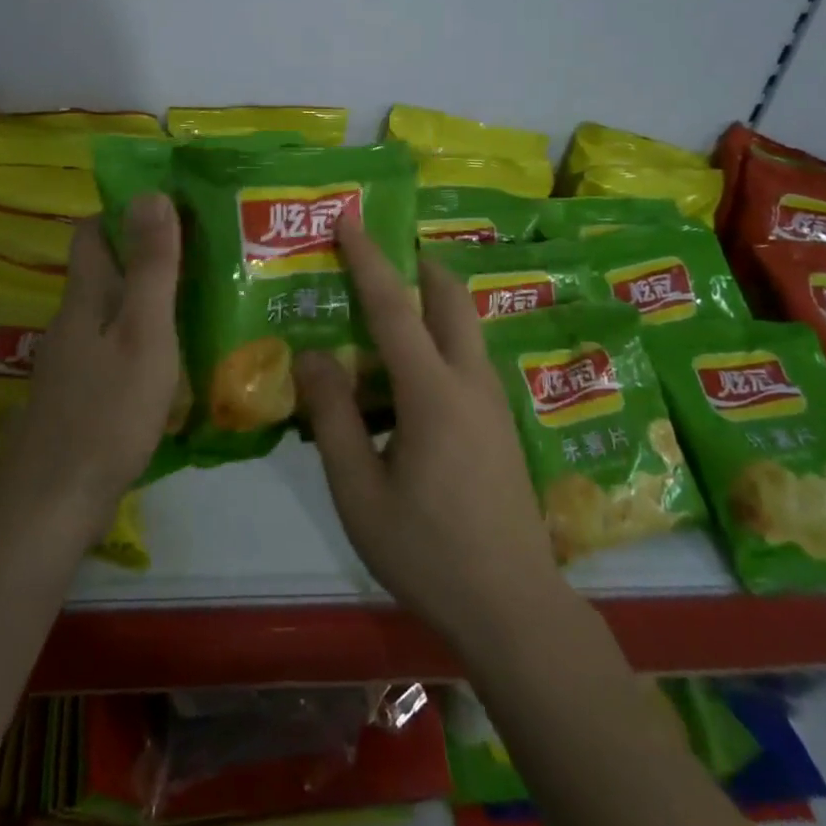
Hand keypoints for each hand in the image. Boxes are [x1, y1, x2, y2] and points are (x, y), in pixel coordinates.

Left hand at [0, 196, 181, 530]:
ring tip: (201, 296)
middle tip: (203, 249)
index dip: (125, 210)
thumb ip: (151, 267)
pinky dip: (142, 337)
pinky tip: (173, 356)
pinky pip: (113, 347)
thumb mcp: (143, 332)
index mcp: (86, 296)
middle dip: (145, 253)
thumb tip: (151, 192)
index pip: (93, 231)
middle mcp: (73, 320)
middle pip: (104, 270)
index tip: (173, 203)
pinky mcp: (79, 395)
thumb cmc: (107, 411)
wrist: (52, 503)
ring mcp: (72, 361)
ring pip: (111, 310)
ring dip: (147, 297)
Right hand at [296, 220, 572, 650]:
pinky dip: (439, 338)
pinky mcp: (501, 424)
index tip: (349, 216)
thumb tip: (311, 356)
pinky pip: (468, 357)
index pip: (394, 307)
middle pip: (450, 297)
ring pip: (464, 326)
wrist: (514, 609)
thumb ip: (332, 418)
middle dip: (416, 263)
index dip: (367, 258)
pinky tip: (409, 375)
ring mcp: (494, 402)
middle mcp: (471, 381)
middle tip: (378, 251)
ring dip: (430, 301)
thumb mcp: (359, 492)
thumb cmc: (428, 552)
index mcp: (434, 392)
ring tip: (386, 311)